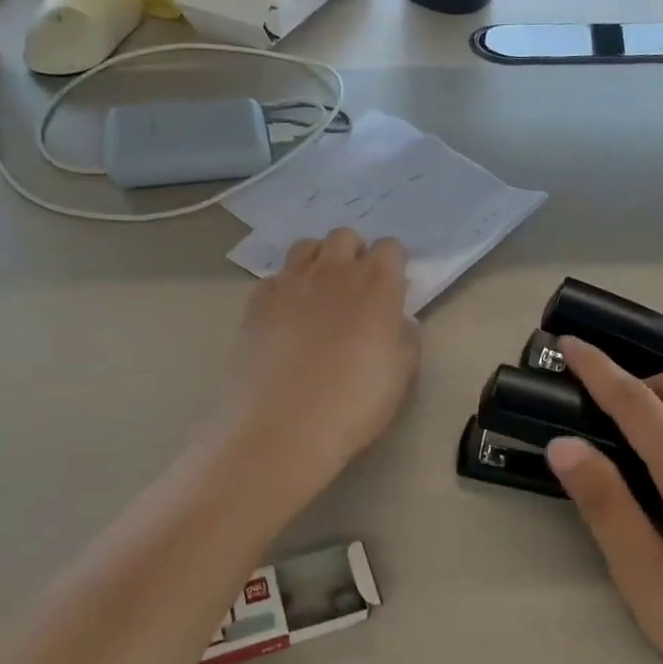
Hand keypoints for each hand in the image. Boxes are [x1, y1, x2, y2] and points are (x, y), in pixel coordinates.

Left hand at [224, 229, 419, 488]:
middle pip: (345, 237)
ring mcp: (290, 282)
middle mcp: (333, 271)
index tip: (391, 291)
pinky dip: (285, 289)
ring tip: (320, 293)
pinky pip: (275, 278)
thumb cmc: (355, 403)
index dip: (393, 266)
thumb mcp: (401, 375)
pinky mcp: (257, 301)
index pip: (390, 248)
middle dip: (354, 254)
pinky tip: (286, 318)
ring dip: (318, 261)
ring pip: (306, 247)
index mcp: (377, 284)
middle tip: (355, 290)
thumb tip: (398, 321)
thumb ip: (405, 337)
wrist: (285, 426)